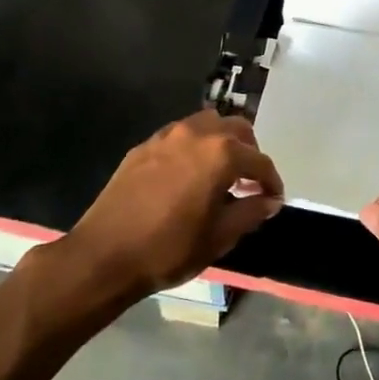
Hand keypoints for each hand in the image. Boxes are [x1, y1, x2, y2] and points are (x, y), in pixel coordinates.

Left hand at [69, 111, 283, 295]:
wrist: (104, 255)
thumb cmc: (170, 248)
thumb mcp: (219, 236)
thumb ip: (250, 211)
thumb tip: (269, 200)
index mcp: (222, 154)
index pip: (260, 161)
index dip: (272, 182)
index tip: (274, 200)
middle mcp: (197, 133)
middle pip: (237, 129)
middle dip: (250, 153)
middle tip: (249, 182)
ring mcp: (167, 136)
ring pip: (208, 124)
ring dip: (222, 143)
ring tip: (220, 173)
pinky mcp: (145, 146)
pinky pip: (180, 136)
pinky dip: (194, 147)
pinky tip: (189, 175)